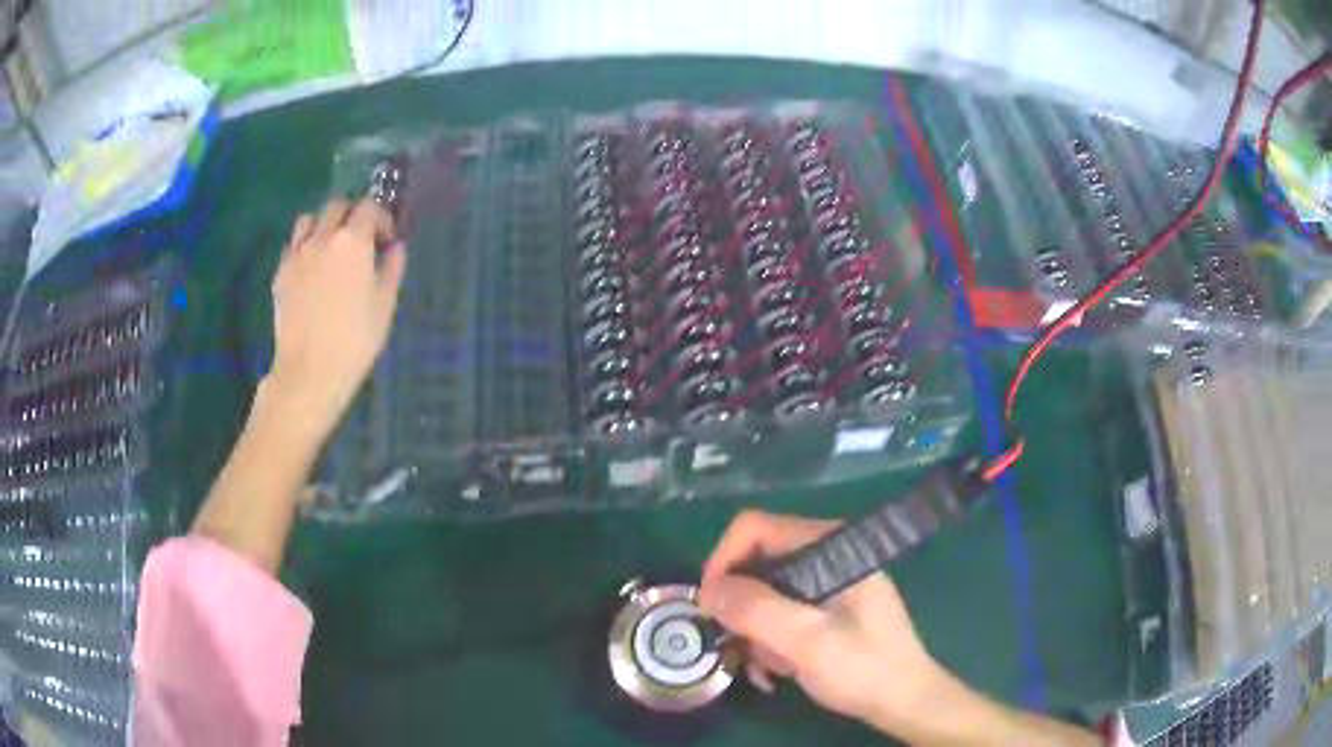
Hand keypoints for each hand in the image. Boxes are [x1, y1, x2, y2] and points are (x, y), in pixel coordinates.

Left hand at [266, 198, 405, 439]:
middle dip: (352, 215)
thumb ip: (391, 269)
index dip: (381, 219)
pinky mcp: (280, 273)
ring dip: (323, 225)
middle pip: (337, 206)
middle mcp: (322, 237)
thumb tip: (395, 248)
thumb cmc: (355, 340)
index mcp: (353, 240)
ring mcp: (297, 253)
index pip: (369, 207)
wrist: (310, 371)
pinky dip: (304, 248)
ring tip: (330, 249)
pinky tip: (311, 270)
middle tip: (360, 240)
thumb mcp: (385, 305)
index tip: (387, 241)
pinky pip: (293, 246)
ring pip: (309, 220)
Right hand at [699, 511, 949, 736]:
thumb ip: (757, 611)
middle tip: (738, 648)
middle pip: (757, 564)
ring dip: (755, 633)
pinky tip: (777, 672)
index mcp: (831, 547)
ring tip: (767, 670)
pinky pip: (780, 612)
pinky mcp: (827, 607)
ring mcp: (828, 582)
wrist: (904, 701)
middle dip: (741, 609)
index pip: (756, 529)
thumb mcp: (807, 642)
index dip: (723, 562)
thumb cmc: (863, 668)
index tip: (709, 608)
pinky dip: (769, 641)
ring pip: (764, 593)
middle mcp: (828, 556)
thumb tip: (708, 590)